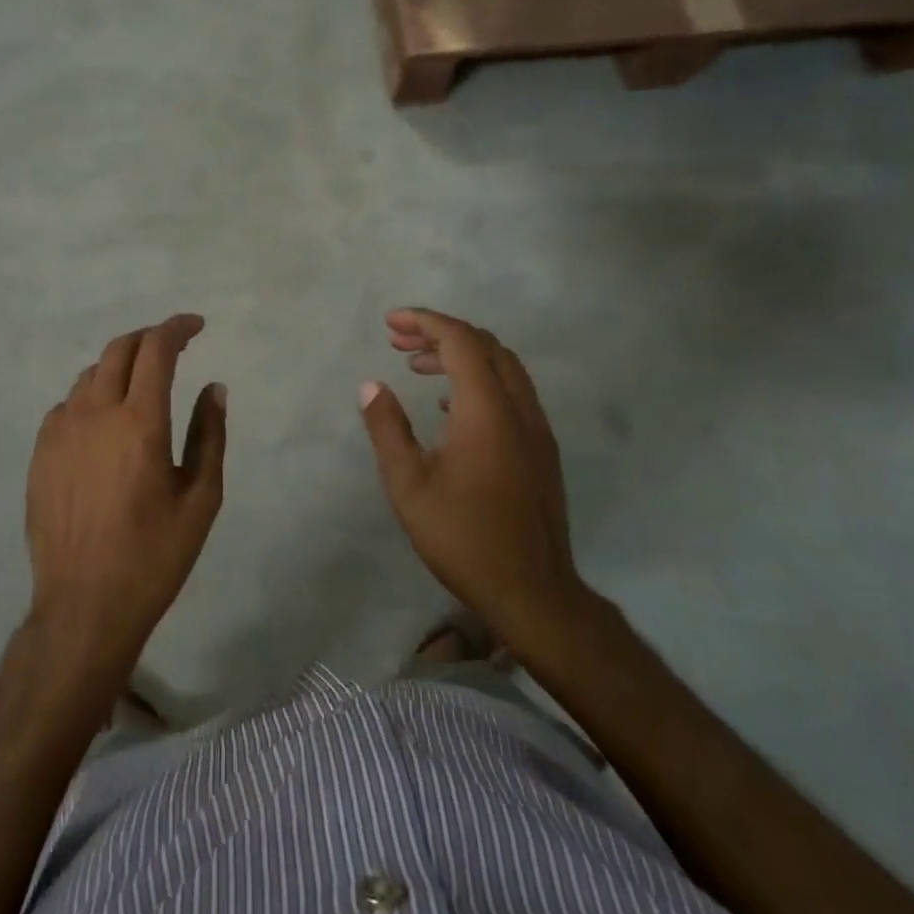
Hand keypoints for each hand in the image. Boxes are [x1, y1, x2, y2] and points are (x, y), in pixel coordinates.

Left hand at [24, 314, 226, 684]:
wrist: (84, 604)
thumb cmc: (154, 555)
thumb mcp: (200, 499)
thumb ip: (210, 435)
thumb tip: (214, 388)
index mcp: (139, 422)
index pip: (156, 350)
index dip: (177, 328)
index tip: (196, 326)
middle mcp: (95, 413)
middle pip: (119, 349)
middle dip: (149, 338)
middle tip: (172, 347)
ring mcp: (60, 431)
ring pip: (90, 374)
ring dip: (119, 366)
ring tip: (140, 383)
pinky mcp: (40, 452)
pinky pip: (67, 405)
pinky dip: (91, 397)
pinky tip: (102, 422)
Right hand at [360, 308, 592, 663]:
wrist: (533, 592)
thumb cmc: (462, 537)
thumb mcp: (408, 484)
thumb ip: (387, 428)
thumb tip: (371, 385)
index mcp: (486, 411)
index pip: (460, 341)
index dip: (425, 322)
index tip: (391, 323)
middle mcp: (518, 409)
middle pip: (485, 345)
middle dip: (440, 332)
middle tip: (398, 341)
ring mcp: (536, 429)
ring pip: (503, 367)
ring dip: (462, 355)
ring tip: (417, 365)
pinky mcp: (542, 449)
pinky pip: (512, 392)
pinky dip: (480, 380)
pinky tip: (448, 406)